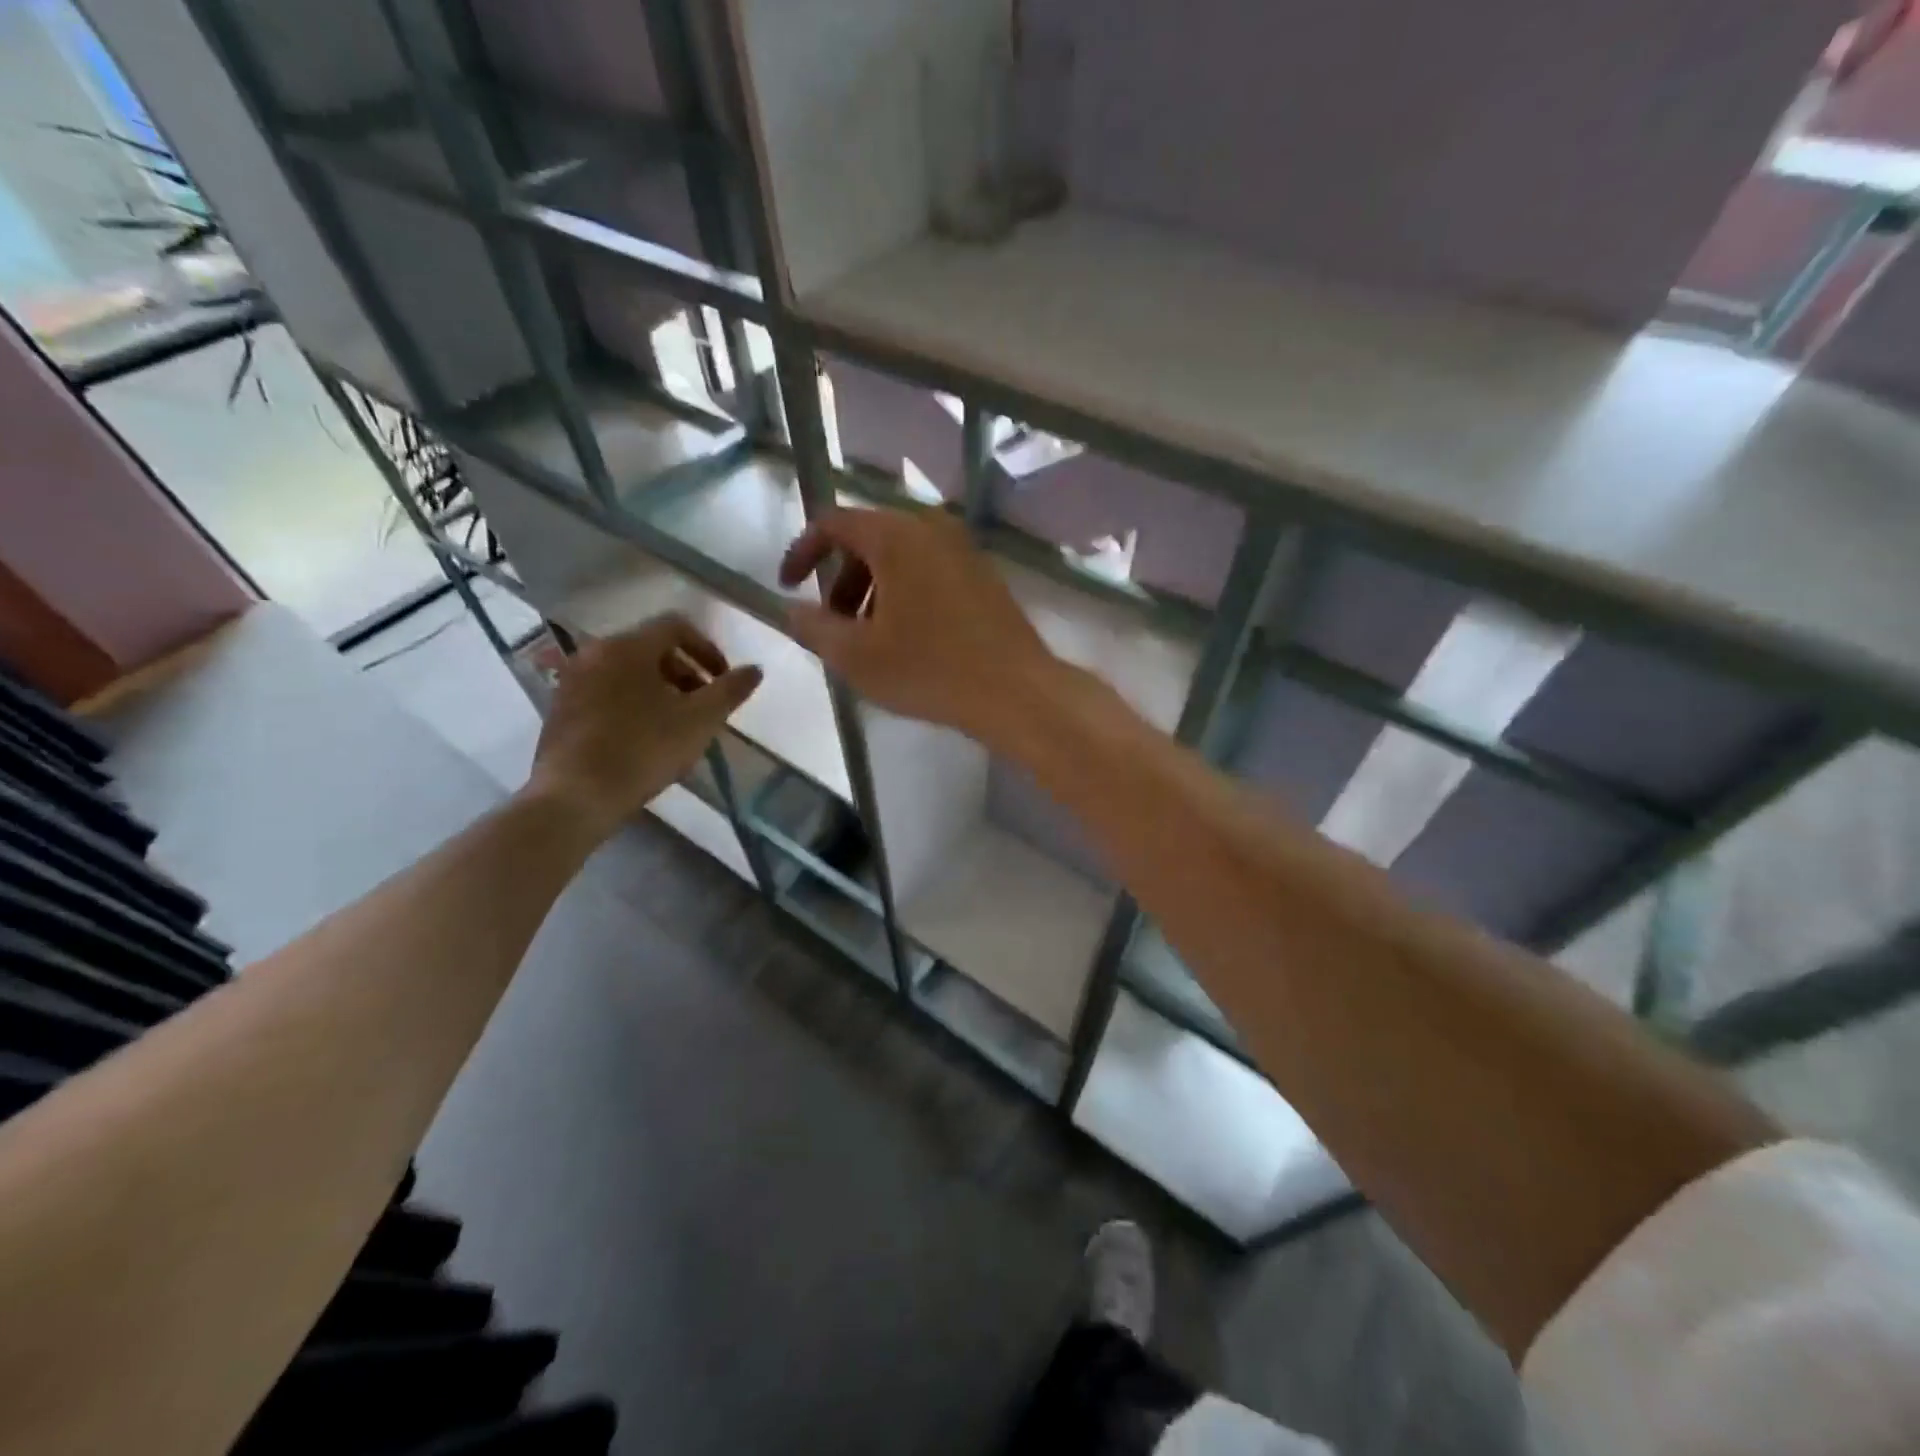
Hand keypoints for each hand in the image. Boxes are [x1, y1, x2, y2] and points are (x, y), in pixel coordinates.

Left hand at [522, 616, 760, 839]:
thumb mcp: (700, 721)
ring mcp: (572, 680)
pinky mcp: (561, 708)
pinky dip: (632, 702)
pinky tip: (644, 737)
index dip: (707, 649)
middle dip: (685, 671)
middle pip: (650, 648)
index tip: (722, 680)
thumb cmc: (643, 750)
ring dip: (660, 688)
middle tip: (704, 704)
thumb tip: (754, 670)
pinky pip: (606, 691)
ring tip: (677, 723)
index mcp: (628, 647)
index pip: (675, 626)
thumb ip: (730, 690)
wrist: (575, 797)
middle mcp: (595, 652)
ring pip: (627, 670)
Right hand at [778, 507, 1059, 743]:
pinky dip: (904, 592)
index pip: (833, 523)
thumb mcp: (856, 656)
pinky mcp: (984, 574)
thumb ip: (813, 627)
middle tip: (833, 623)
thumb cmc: (930, 670)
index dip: (802, 552)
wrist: (1016, 691)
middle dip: (840, 578)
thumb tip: (792, 611)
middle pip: (868, 538)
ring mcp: (963, 549)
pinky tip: (908, 637)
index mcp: (896, 535)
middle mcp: (931, 528)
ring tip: (869, 638)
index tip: (788, 588)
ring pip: (900, 556)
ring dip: (872, 589)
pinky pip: (929, 570)